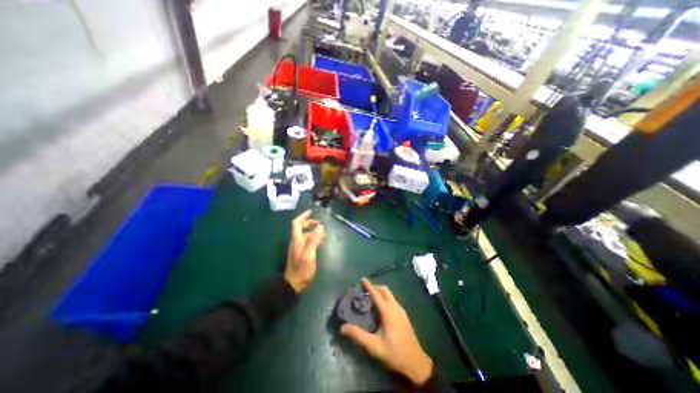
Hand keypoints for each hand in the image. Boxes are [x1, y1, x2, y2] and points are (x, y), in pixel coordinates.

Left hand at [284, 210, 324, 292]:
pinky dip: (313, 238)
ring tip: (324, 233)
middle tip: (320, 223)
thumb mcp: (309, 254)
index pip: (296, 223)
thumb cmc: (302, 269)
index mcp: (297, 240)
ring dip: (313, 231)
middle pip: (300, 228)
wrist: (294, 283)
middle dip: (309, 223)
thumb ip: (314, 240)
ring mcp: (297, 247)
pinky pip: (307, 241)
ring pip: (304, 235)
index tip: (311, 211)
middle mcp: (296, 241)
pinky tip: (320, 242)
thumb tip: (320, 226)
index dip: (303, 216)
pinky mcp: (300, 253)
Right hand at [341, 277, 432, 384]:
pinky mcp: (403, 315)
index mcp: (388, 312)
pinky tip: (380, 307)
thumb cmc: (394, 353)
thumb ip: (358, 335)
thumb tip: (343, 327)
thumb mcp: (374, 346)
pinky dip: (385, 297)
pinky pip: (392, 300)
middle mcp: (395, 307)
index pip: (377, 294)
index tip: (362, 279)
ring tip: (370, 297)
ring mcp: (401, 310)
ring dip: (380, 292)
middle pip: (385, 290)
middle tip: (364, 290)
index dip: (369, 286)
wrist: (416, 362)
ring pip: (390, 294)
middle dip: (375, 287)